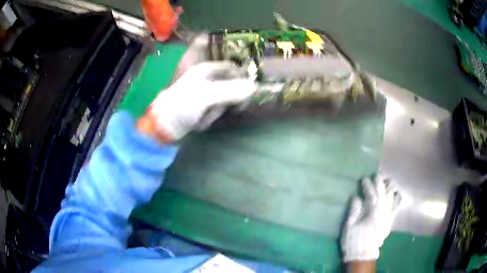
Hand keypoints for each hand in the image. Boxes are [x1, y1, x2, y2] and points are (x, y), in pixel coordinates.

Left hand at [140, 61, 255, 141]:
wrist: (164, 125)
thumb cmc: (181, 106)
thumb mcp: (206, 96)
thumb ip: (230, 91)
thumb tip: (254, 87)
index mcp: (206, 70)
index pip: (232, 68)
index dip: (241, 78)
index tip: (247, 92)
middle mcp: (207, 79)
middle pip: (231, 85)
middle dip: (227, 101)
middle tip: (218, 110)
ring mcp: (205, 93)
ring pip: (225, 100)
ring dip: (216, 112)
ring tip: (203, 118)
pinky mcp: (203, 106)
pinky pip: (217, 110)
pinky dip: (211, 117)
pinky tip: (201, 122)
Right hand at [341, 175, 399, 261]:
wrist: (363, 255)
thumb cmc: (354, 240)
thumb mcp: (349, 226)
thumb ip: (354, 210)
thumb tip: (356, 197)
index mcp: (373, 212)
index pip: (372, 194)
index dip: (368, 185)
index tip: (364, 179)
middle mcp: (384, 212)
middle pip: (384, 194)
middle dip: (380, 183)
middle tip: (377, 175)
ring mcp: (388, 217)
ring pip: (392, 199)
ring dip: (389, 189)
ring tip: (388, 181)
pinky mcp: (389, 223)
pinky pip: (395, 208)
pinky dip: (395, 200)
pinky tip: (395, 195)